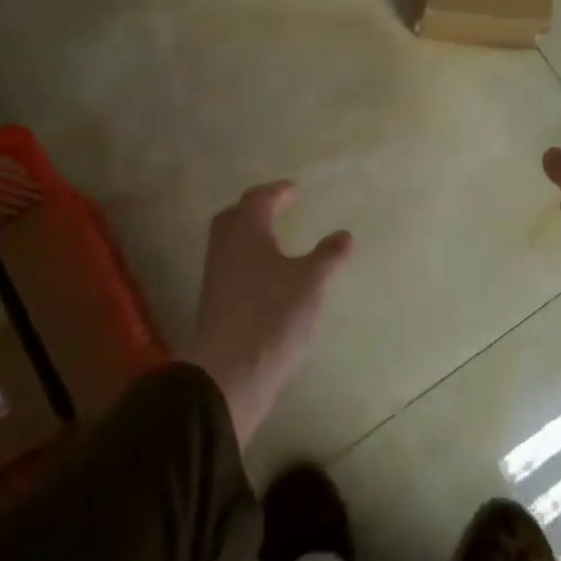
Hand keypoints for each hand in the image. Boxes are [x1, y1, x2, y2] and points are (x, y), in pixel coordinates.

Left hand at [185, 181, 352, 447]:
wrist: (230, 371)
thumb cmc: (273, 314)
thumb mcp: (310, 282)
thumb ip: (327, 256)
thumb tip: (344, 235)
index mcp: (246, 232)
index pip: (257, 199)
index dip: (276, 192)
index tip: (293, 190)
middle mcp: (225, 248)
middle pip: (234, 217)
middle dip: (255, 209)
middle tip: (277, 209)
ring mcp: (216, 277)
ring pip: (230, 244)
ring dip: (250, 236)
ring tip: (275, 241)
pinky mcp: (215, 303)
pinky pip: (231, 268)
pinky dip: (248, 260)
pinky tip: (267, 276)